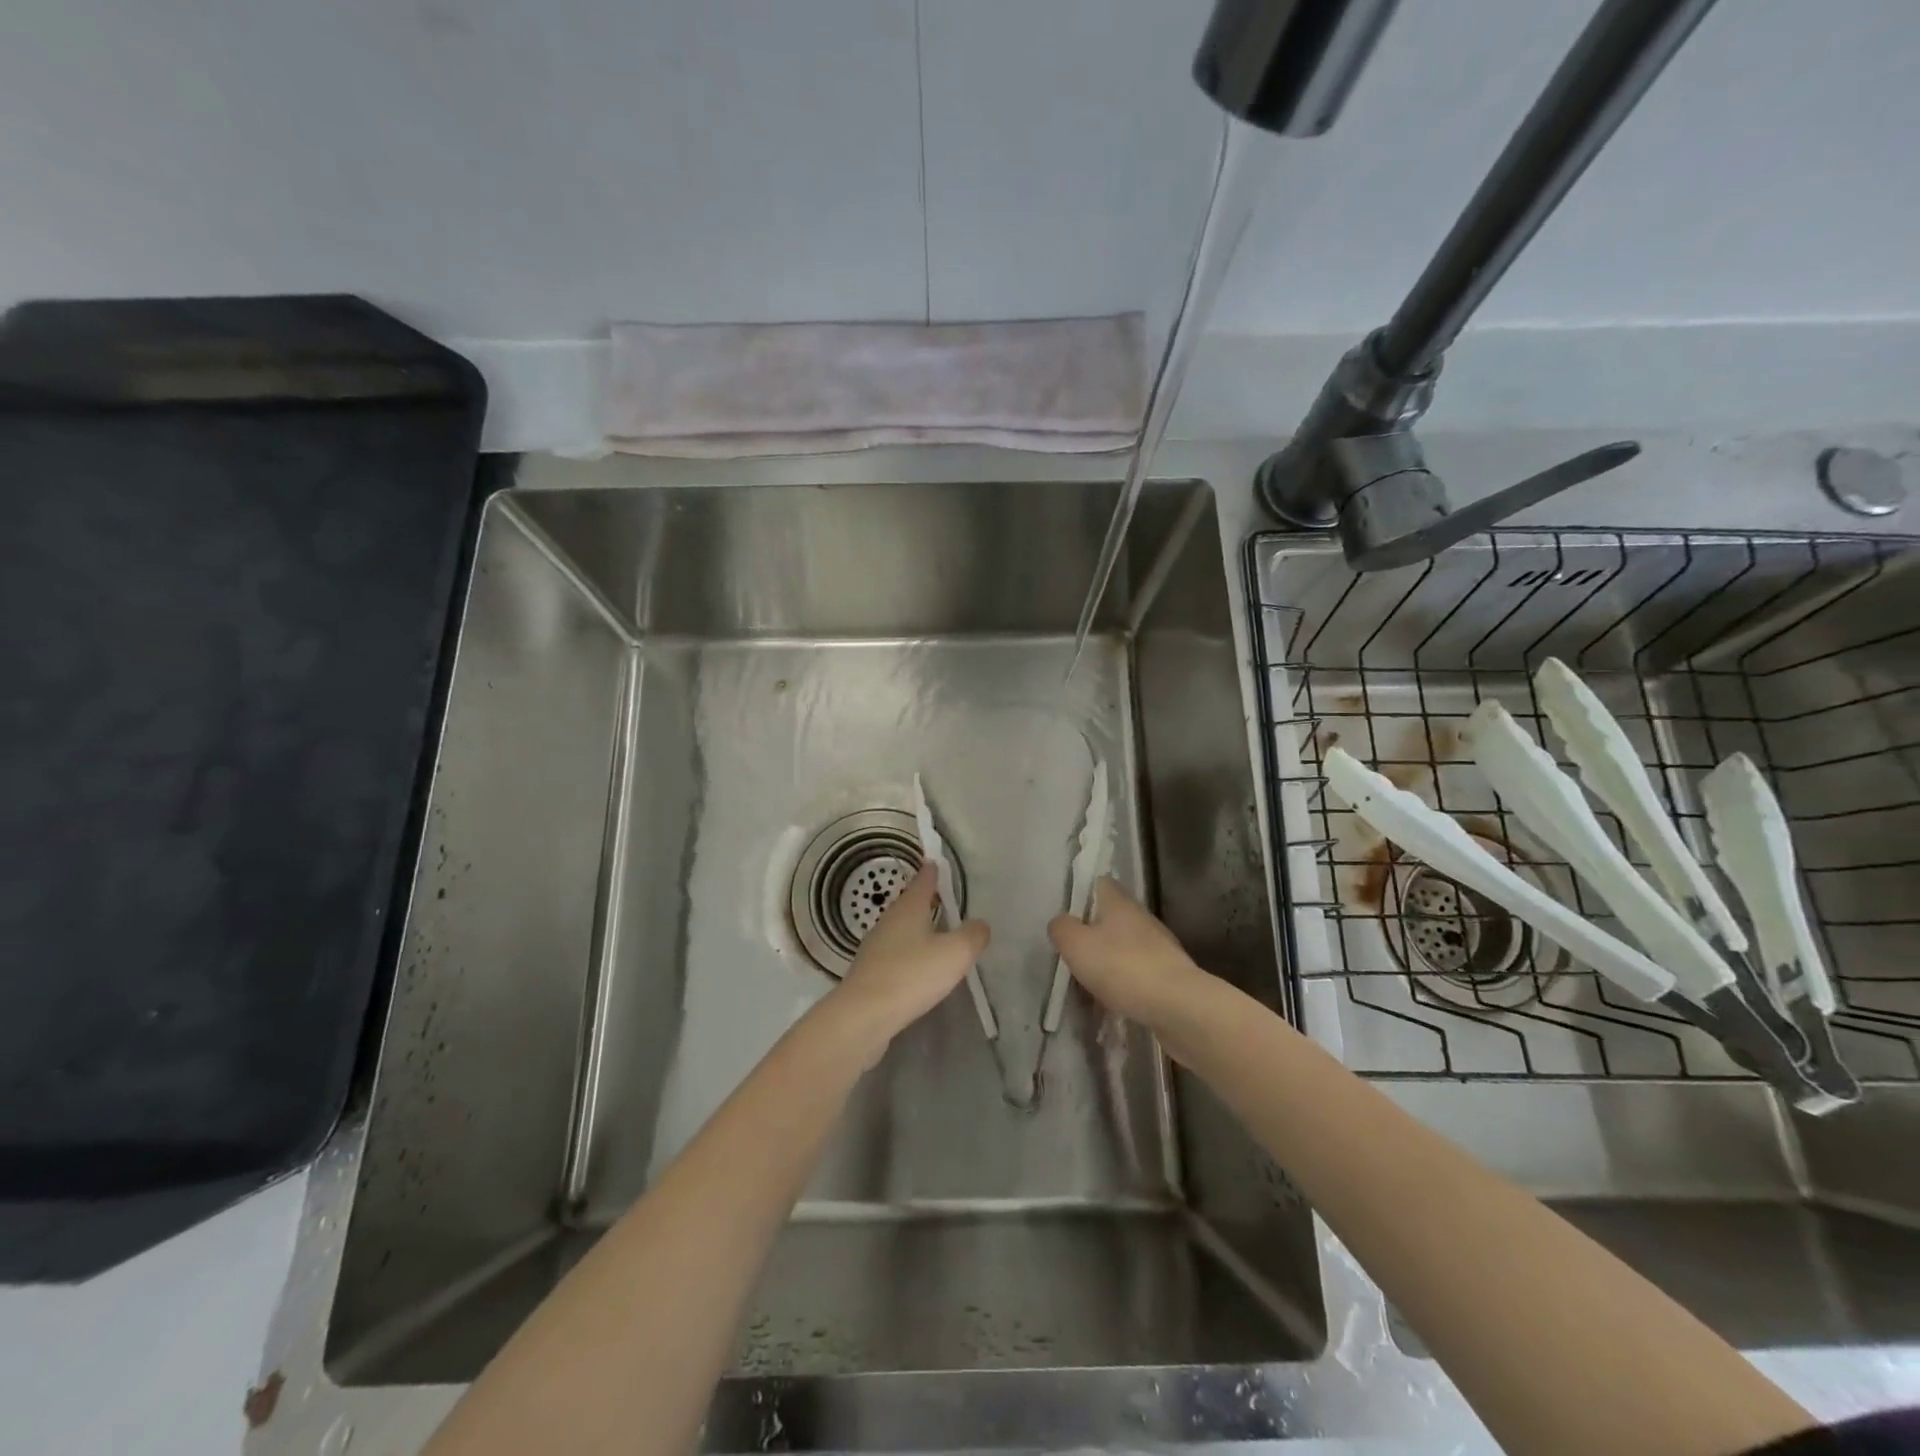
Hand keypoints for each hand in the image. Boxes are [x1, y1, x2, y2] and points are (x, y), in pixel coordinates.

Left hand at [826, 866, 989, 1063]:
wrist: (863, 1016)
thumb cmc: (912, 975)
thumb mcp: (955, 953)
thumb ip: (973, 935)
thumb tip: (980, 924)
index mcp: (908, 909)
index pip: (922, 882)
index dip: (931, 873)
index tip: (935, 862)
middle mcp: (888, 922)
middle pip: (908, 905)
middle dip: (924, 900)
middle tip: (940, 898)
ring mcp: (875, 949)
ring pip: (900, 930)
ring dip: (916, 929)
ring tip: (934, 934)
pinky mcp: (869, 975)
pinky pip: (894, 956)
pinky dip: (908, 955)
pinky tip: (917, 969)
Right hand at [1048, 877, 1207, 1028]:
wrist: (1178, 1006)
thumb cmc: (1122, 967)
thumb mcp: (1076, 945)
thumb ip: (1062, 929)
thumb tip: (1060, 922)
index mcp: (1120, 903)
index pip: (1101, 884)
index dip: (1084, 892)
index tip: (1069, 911)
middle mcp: (1142, 918)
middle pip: (1114, 916)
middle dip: (1095, 931)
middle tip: (1074, 951)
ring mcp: (1161, 947)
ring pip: (1127, 945)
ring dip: (1110, 959)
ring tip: (1090, 981)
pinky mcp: (1170, 975)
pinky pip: (1140, 972)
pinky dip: (1126, 982)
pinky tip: (1114, 1000)